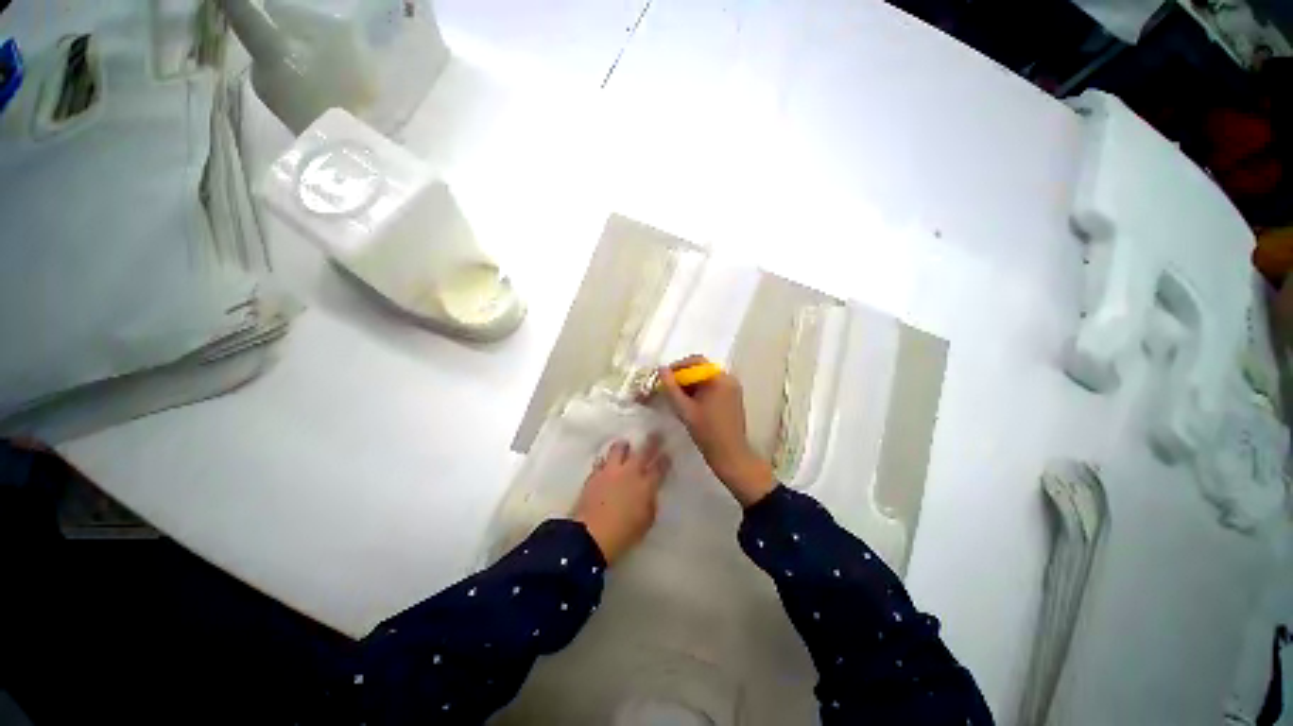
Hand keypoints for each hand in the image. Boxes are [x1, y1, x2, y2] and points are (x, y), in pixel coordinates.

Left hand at [574, 435, 669, 564]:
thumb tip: (650, 494)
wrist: (591, 535)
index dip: (665, 459)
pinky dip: (605, 460)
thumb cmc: (624, 534)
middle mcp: (630, 472)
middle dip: (652, 441)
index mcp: (646, 485)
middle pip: (643, 451)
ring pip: (619, 449)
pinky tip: (606, 462)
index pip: (660, 467)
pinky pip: (601, 461)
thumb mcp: (646, 522)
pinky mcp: (594, 474)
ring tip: (625, 444)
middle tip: (655, 433)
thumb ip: (650, 504)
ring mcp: (611, 471)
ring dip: (624, 446)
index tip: (667, 453)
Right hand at [657, 356, 775, 506]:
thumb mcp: (685, 409)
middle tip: (668, 388)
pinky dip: (700, 391)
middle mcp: (729, 379)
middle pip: (702, 369)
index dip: (678, 366)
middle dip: (683, 377)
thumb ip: (671, 388)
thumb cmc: (707, 432)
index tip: (664, 377)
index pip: (696, 361)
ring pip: (707, 379)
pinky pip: (713, 388)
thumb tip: (661, 369)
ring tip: (676, 397)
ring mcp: (733, 389)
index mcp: (719, 379)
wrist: (730, 455)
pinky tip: (689, 403)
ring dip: (691, 385)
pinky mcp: (733, 399)